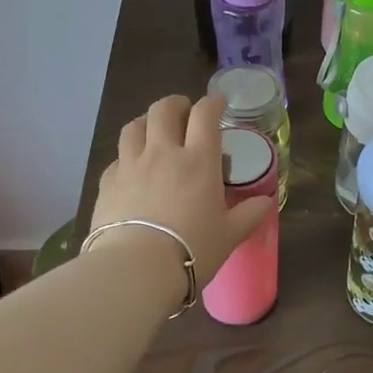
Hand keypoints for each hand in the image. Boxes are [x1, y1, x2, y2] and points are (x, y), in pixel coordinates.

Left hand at [90, 95, 271, 286]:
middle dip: (175, 104)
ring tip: (153, 131)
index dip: (212, 104)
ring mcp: (131, 165)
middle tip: (183, 112)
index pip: (204, 115)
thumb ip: (249, 214)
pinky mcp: (107, 183)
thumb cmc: (192, 249)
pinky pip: (117, 158)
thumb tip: (265, 202)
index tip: (217, 105)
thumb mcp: (230, 235)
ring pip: (134, 126)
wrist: (136, 269)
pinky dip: (127, 156)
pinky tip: (131, 168)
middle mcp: (163, 153)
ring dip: (146, 122)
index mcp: (199, 160)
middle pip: (164, 110)